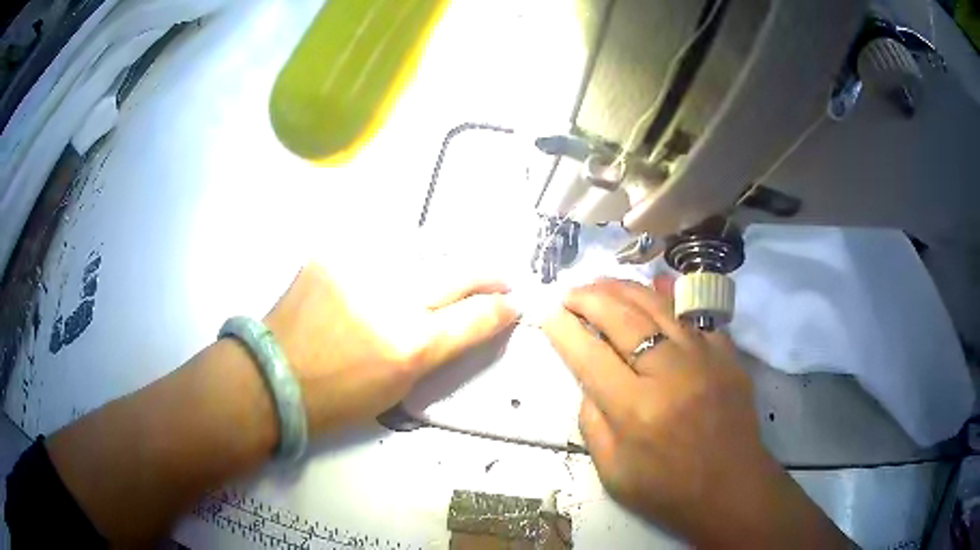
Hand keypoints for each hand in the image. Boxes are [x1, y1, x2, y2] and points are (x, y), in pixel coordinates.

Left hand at [264, 263, 517, 434]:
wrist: (273, 376)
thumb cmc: (337, 398)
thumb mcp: (398, 387)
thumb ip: (437, 348)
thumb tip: (465, 321)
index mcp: (410, 346)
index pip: (477, 317)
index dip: (502, 310)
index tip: (513, 305)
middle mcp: (392, 300)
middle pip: (461, 271)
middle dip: (489, 275)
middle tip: (499, 279)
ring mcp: (361, 268)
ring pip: (425, 248)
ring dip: (444, 261)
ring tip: (448, 271)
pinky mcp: (334, 253)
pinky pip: (382, 246)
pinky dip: (399, 256)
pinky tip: (397, 266)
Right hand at [542, 278, 848, 547]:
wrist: (732, 490)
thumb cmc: (668, 490)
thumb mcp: (613, 472)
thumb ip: (592, 423)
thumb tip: (588, 379)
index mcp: (635, 411)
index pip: (589, 355)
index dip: (563, 329)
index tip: (547, 313)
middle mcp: (669, 375)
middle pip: (621, 318)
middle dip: (588, 298)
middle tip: (570, 293)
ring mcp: (704, 359)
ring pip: (657, 306)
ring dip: (623, 288)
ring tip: (600, 283)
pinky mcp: (727, 355)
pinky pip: (696, 314)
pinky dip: (672, 296)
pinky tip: (656, 283)